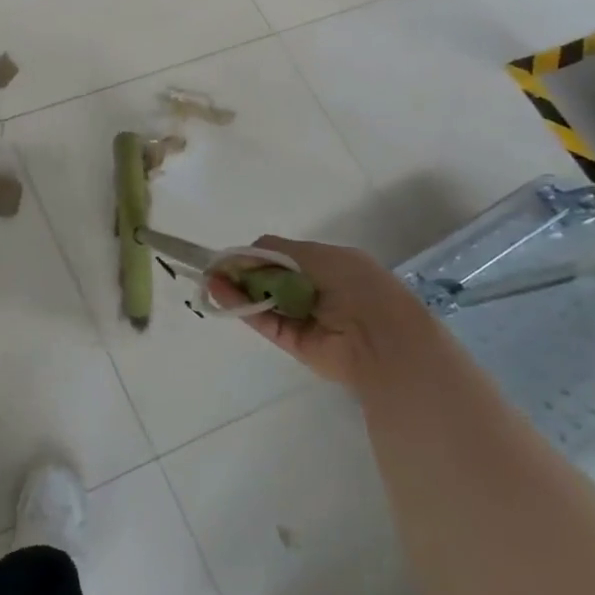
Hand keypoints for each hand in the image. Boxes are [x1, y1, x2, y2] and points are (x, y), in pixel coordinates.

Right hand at [211, 236, 448, 388]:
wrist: (383, 340)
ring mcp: (304, 318)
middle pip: (270, 278)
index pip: (284, 258)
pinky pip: (264, 321)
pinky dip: (241, 306)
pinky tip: (220, 291)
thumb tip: (242, 254)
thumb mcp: (318, 256)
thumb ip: (277, 252)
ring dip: (236, 288)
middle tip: (215, 267)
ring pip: (262, 299)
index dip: (257, 255)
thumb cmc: (358, 286)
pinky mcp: (294, 342)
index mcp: (330, 268)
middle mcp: (316, 292)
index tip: (232, 255)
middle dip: (243, 271)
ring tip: (211, 278)